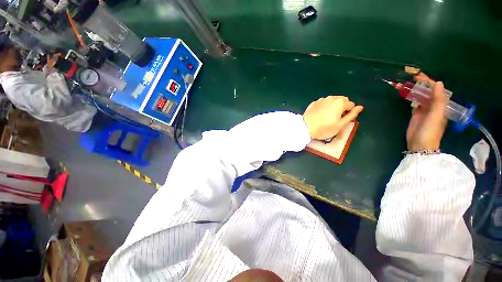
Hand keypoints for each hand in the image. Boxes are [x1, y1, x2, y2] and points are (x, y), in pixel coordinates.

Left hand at [303, 96, 362, 139]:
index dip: (349, 113)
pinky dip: (325, 106)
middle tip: (336, 118)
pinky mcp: (314, 103)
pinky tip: (320, 114)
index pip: (351, 105)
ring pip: (332, 100)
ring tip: (328, 116)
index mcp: (340, 103)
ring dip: (334, 106)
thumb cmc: (324, 128)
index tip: (343, 120)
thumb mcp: (340, 125)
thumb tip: (360, 107)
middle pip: (342, 100)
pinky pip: (323, 103)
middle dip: (342, 107)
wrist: (305, 127)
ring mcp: (321, 99)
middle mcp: (331, 98)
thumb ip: (352, 115)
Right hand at [406, 73, 447, 150]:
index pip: (436, 90)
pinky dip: (412, 97)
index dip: (429, 82)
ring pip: (421, 96)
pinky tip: (407, 94)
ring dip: (416, 90)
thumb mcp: (436, 115)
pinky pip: (415, 103)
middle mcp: (433, 106)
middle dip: (422, 84)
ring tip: (407, 83)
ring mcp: (424, 110)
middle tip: (412, 77)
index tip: (419, 76)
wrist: (420, 145)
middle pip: (428, 92)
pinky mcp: (415, 114)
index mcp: (440, 105)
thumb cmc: (429, 131)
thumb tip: (438, 83)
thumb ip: (438, 100)